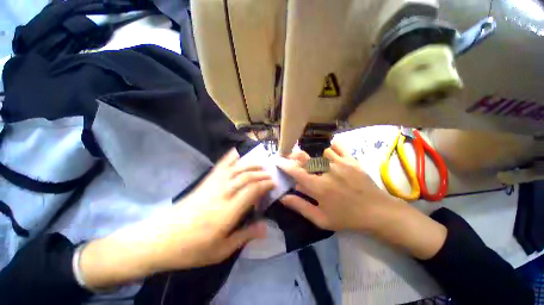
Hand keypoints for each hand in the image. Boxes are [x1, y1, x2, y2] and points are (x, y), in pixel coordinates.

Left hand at [80, 149, 273, 288]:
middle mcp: (222, 194)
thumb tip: (265, 228)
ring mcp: (212, 185)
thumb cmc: (192, 249)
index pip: (252, 190)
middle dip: (261, 173)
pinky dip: (230, 157)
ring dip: (250, 164)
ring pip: (236, 169)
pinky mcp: (205, 182)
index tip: (273, 184)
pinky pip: (220, 166)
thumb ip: (245, 236)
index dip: (265, 184)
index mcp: (228, 212)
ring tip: (260, 164)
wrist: (161, 239)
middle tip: (270, 174)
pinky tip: (237, 152)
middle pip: (246, 176)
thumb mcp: (221, 250)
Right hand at [278, 142, 396, 231]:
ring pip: (320, 151)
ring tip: (313, 160)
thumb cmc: (347, 218)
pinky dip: (330, 147)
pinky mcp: (352, 160)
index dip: (284, 165)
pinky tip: (328, 151)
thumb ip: (300, 207)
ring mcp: (341, 163)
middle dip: (295, 156)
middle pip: (306, 157)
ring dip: (313, 155)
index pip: (296, 172)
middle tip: (292, 158)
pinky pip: (337, 146)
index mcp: (319, 187)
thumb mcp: (321, 219)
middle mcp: (327, 171)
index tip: (278, 160)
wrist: (377, 212)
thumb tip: (283, 197)